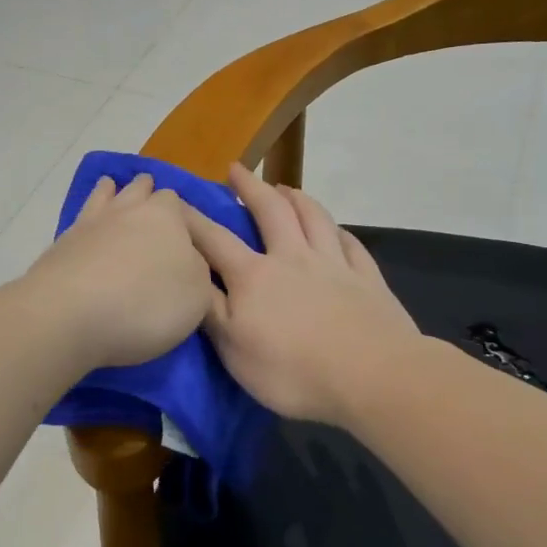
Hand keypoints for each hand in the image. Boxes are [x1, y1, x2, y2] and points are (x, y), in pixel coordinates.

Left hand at [21, 174, 213, 368]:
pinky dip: (87, 220)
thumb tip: (187, 261)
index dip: (180, 213)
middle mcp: (127, 210)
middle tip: (151, 203)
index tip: (182, 229)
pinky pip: (79, 221)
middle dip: (147, 193)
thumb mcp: (197, 295)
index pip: (176, 201)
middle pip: (139, 190)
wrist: (71, 314)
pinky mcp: (61, 246)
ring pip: (104, 197)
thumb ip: (197, 271)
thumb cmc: (147, 303)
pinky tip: (87, 226)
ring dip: (111, 193)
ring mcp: (89, 224)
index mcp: (166, 216)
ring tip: (113, 190)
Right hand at [185, 163, 420, 426]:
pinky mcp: (368, 280)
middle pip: (270, 211)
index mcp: (254, 276)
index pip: (214, 239)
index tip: (174, 198)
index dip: (191, 218)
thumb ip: (209, 309)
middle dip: (249, 188)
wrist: (372, 377)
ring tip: (285, 188)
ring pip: (314, 218)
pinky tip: (338, 230)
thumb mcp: (233, 349)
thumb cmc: (292, 371)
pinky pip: (352, 245)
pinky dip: (340, 232)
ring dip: (297, 198)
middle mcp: (293, 259)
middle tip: (236, 169)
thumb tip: (188, 275)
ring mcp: (334, 266)